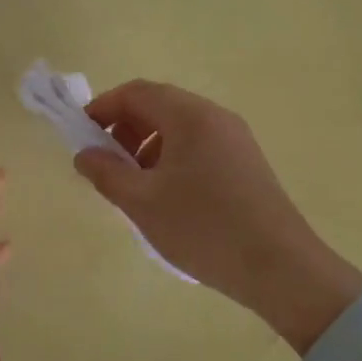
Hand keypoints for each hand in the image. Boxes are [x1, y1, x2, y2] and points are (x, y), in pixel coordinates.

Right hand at [73, 81, 361, 350]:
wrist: (280, 268)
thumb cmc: (203, 228)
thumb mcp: (143, 202)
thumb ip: (106, 173)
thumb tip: (84, 155)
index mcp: (190, 116)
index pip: (136, 92)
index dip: (103, 107)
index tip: (81, 135)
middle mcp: (215, 116)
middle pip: (159, 105)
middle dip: (125, 128)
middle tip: (106, 163)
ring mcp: (235, 138)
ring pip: (179, 126)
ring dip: (147, 144)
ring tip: (134, 184)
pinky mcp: (246, 161)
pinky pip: (198, 144)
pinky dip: (172, 157)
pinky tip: (166, 195)